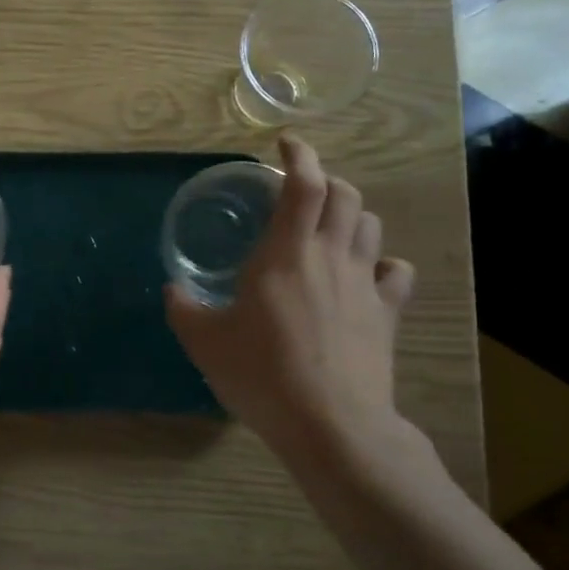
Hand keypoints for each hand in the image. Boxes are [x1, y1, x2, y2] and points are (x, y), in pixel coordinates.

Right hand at [167, 136, 415, 463]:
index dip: (298, 155)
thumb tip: (173, 291)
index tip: (285, 144)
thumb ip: (184, 309)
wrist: (332, 426)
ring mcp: (364, 284)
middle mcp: (330, 256)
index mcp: (286, 252)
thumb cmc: (262, 374)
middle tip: (299, 190)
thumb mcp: (205, 343)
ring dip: (350, 214)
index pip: (304, 184)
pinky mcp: (387, 314)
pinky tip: (365, 273)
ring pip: (369, 225)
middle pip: (345, 194)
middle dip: (324, 180)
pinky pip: (395, 272)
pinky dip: (381, 262)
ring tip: (327, 226)